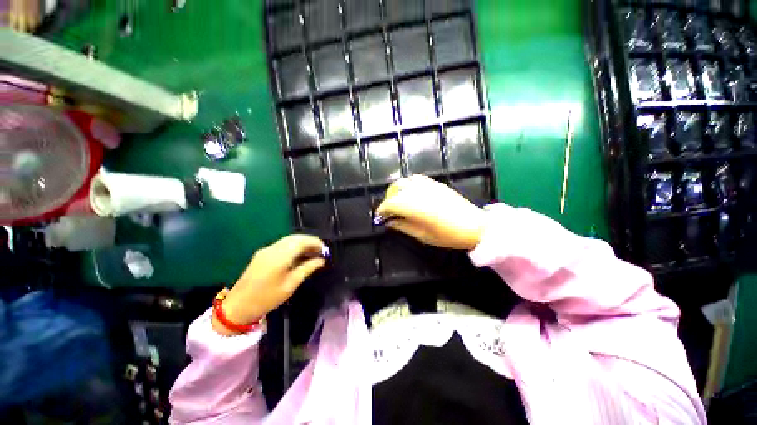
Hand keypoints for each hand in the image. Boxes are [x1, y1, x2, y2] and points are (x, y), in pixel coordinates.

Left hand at [214, 235, 325, 334]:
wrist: (237, 306)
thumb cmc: (267, 298)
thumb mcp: (291, 284)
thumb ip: (307, 268)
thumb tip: (322, 260)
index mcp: (280, 255)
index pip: (302, 241)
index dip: (315, 242)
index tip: (325, 249)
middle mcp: (273, 248)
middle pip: (295, 238)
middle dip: (310, 241)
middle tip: (321, 251)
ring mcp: (266, 250)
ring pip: (289, 240)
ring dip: (302, 243)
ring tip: (313, 253)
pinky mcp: (262, 254)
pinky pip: (282, 245)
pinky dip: (294, 246)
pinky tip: (299, 255)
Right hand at [375, 175, 485, 249]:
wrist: (474, 226)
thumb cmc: (448, 235)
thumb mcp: (423, 236)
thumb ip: (403, 226)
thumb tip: (390, 222)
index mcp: (414, 206)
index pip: (391, 203)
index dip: (382, 210)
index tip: (380, 217)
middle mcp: (418, 192)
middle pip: (395, 189)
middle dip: (388, 198)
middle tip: (389, 211)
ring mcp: (428, 185)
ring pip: (404, 181)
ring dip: (396, 190)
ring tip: (398, 202)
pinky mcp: (435, 183)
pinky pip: (415, 179)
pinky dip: (407, 185)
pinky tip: (410, 194)